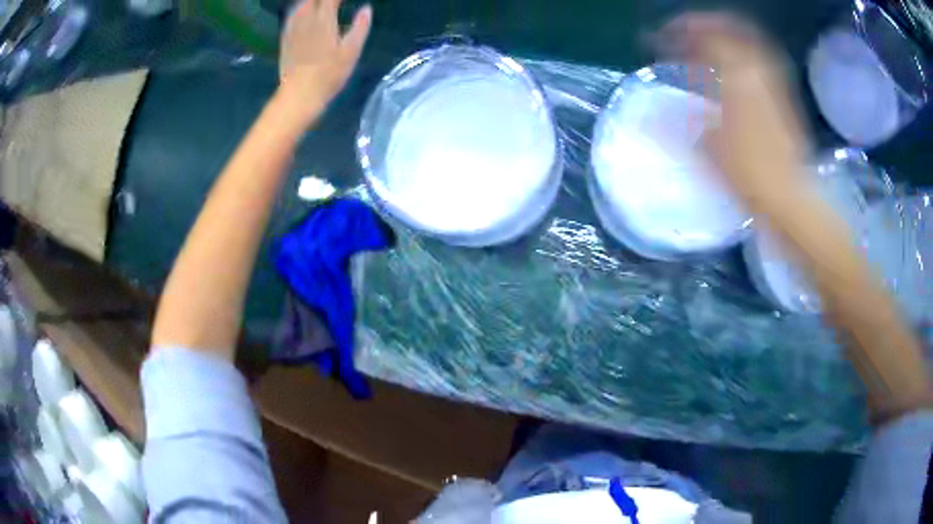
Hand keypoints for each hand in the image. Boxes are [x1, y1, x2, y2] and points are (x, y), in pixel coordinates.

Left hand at [277, 0, 372, 118]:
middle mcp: (306, 19)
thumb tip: (366, 9)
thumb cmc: (329, 74)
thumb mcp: (351, 51)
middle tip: (335, 2)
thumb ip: (360, 27)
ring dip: (311, 2)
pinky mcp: (285, 39)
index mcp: (324, 19)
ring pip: (301, 5)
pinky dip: (300, 9)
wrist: (299, 94)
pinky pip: (292, 16)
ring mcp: (293, 29)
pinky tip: (303, 12)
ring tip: (320, 4)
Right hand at [658, 13, 810, 211]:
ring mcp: (773, 83)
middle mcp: (758, 71)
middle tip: (683, 34)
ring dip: (724, 38)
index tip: (659, 41)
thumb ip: (677, 124)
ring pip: (748, 43)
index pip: (704, 35)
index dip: (677, 32)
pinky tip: (731, 74)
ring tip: (705, 49)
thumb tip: (645, 118)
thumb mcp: (706, 148)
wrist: (789, 198)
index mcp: (737, 76)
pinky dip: (741, 58)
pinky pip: (759, 63)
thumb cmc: (748, 174)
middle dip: (703, 25)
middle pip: (731, 28)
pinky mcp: (783, 98)